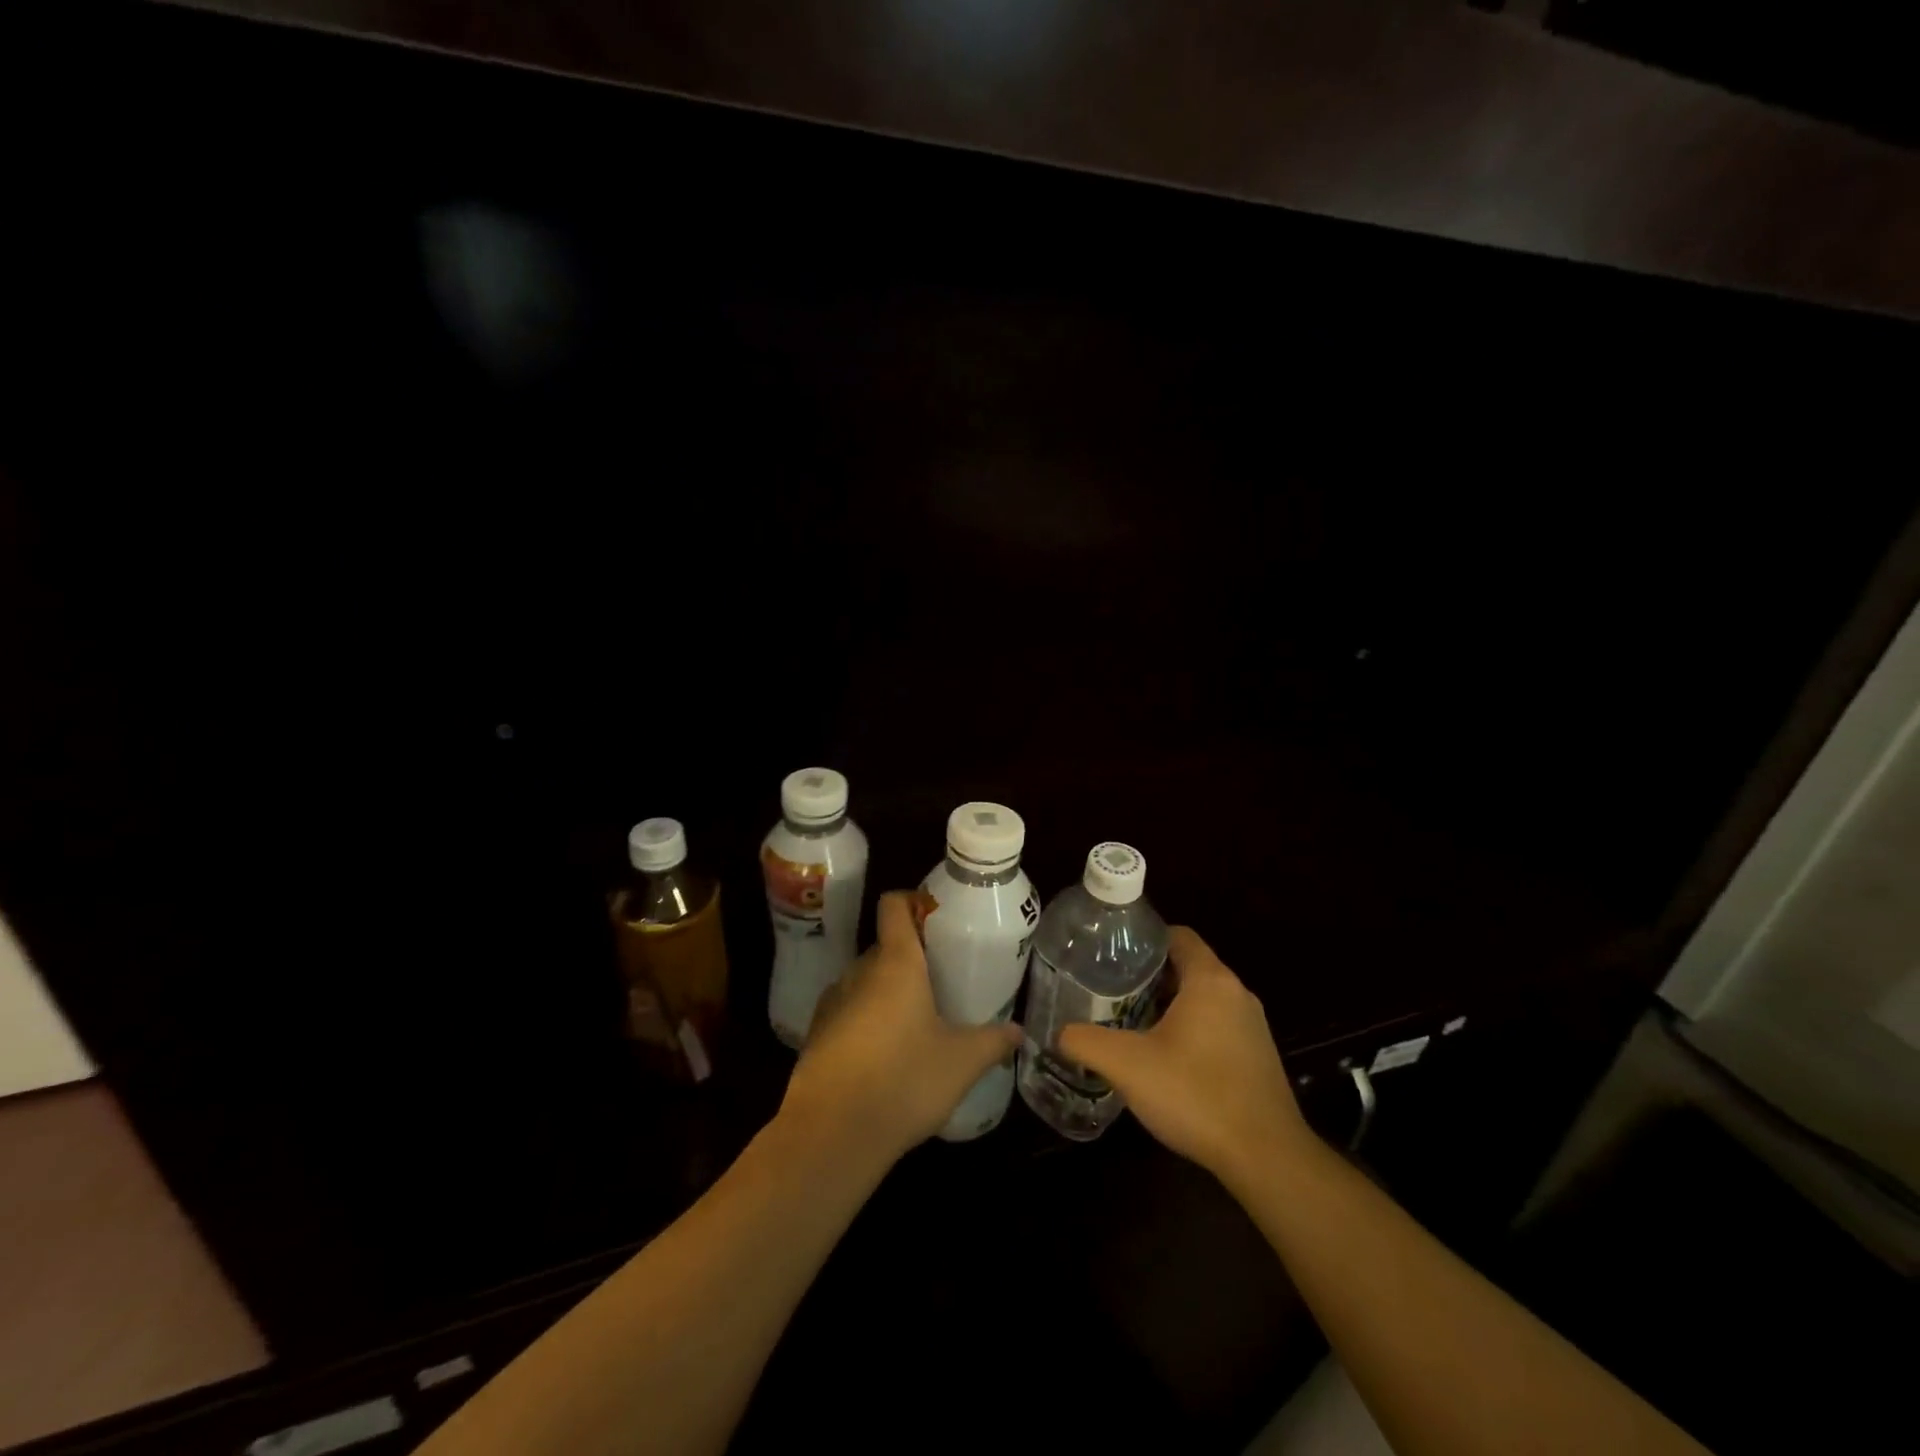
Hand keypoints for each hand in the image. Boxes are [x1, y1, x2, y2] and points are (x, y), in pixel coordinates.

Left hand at [779, 890, 1021, 1166]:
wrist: (831, 1135)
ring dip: (888, 991)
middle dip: (912, 957)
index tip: (938, 918)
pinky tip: (887, 1053)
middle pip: (885, 946)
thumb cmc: (904, 1081)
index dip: (914, 900)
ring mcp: (832, 1002)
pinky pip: (848, 1011)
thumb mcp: (961, 1062)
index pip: (894, 904)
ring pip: (865, 980)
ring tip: (917, 1019)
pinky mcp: (816, 1034)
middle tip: (942, 980)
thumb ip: (993, 1041)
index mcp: (895, 962)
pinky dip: (867, 1019)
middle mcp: (859, 971)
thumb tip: (1019, 1031)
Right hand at [1059, 926, 1308, 1182]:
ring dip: (1170, 1006)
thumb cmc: (1196, 1094)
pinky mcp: (1259, 1056)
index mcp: (1210, 980)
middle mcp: (1236, 993)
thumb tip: (1060, 1033)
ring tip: (1132, 1024)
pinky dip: (1191, 1031)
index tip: (1113, 957)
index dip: (1144, 940)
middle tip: (1112, 992)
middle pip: (1188, 966)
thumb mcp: (1127, 1065)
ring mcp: (1253, 1026)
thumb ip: (1086, 1042)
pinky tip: (1167, 1060)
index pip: (1177, 935)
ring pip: (1203, 999)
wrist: (1266, 1157)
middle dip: (1150, 977)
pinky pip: (1218, 1026)